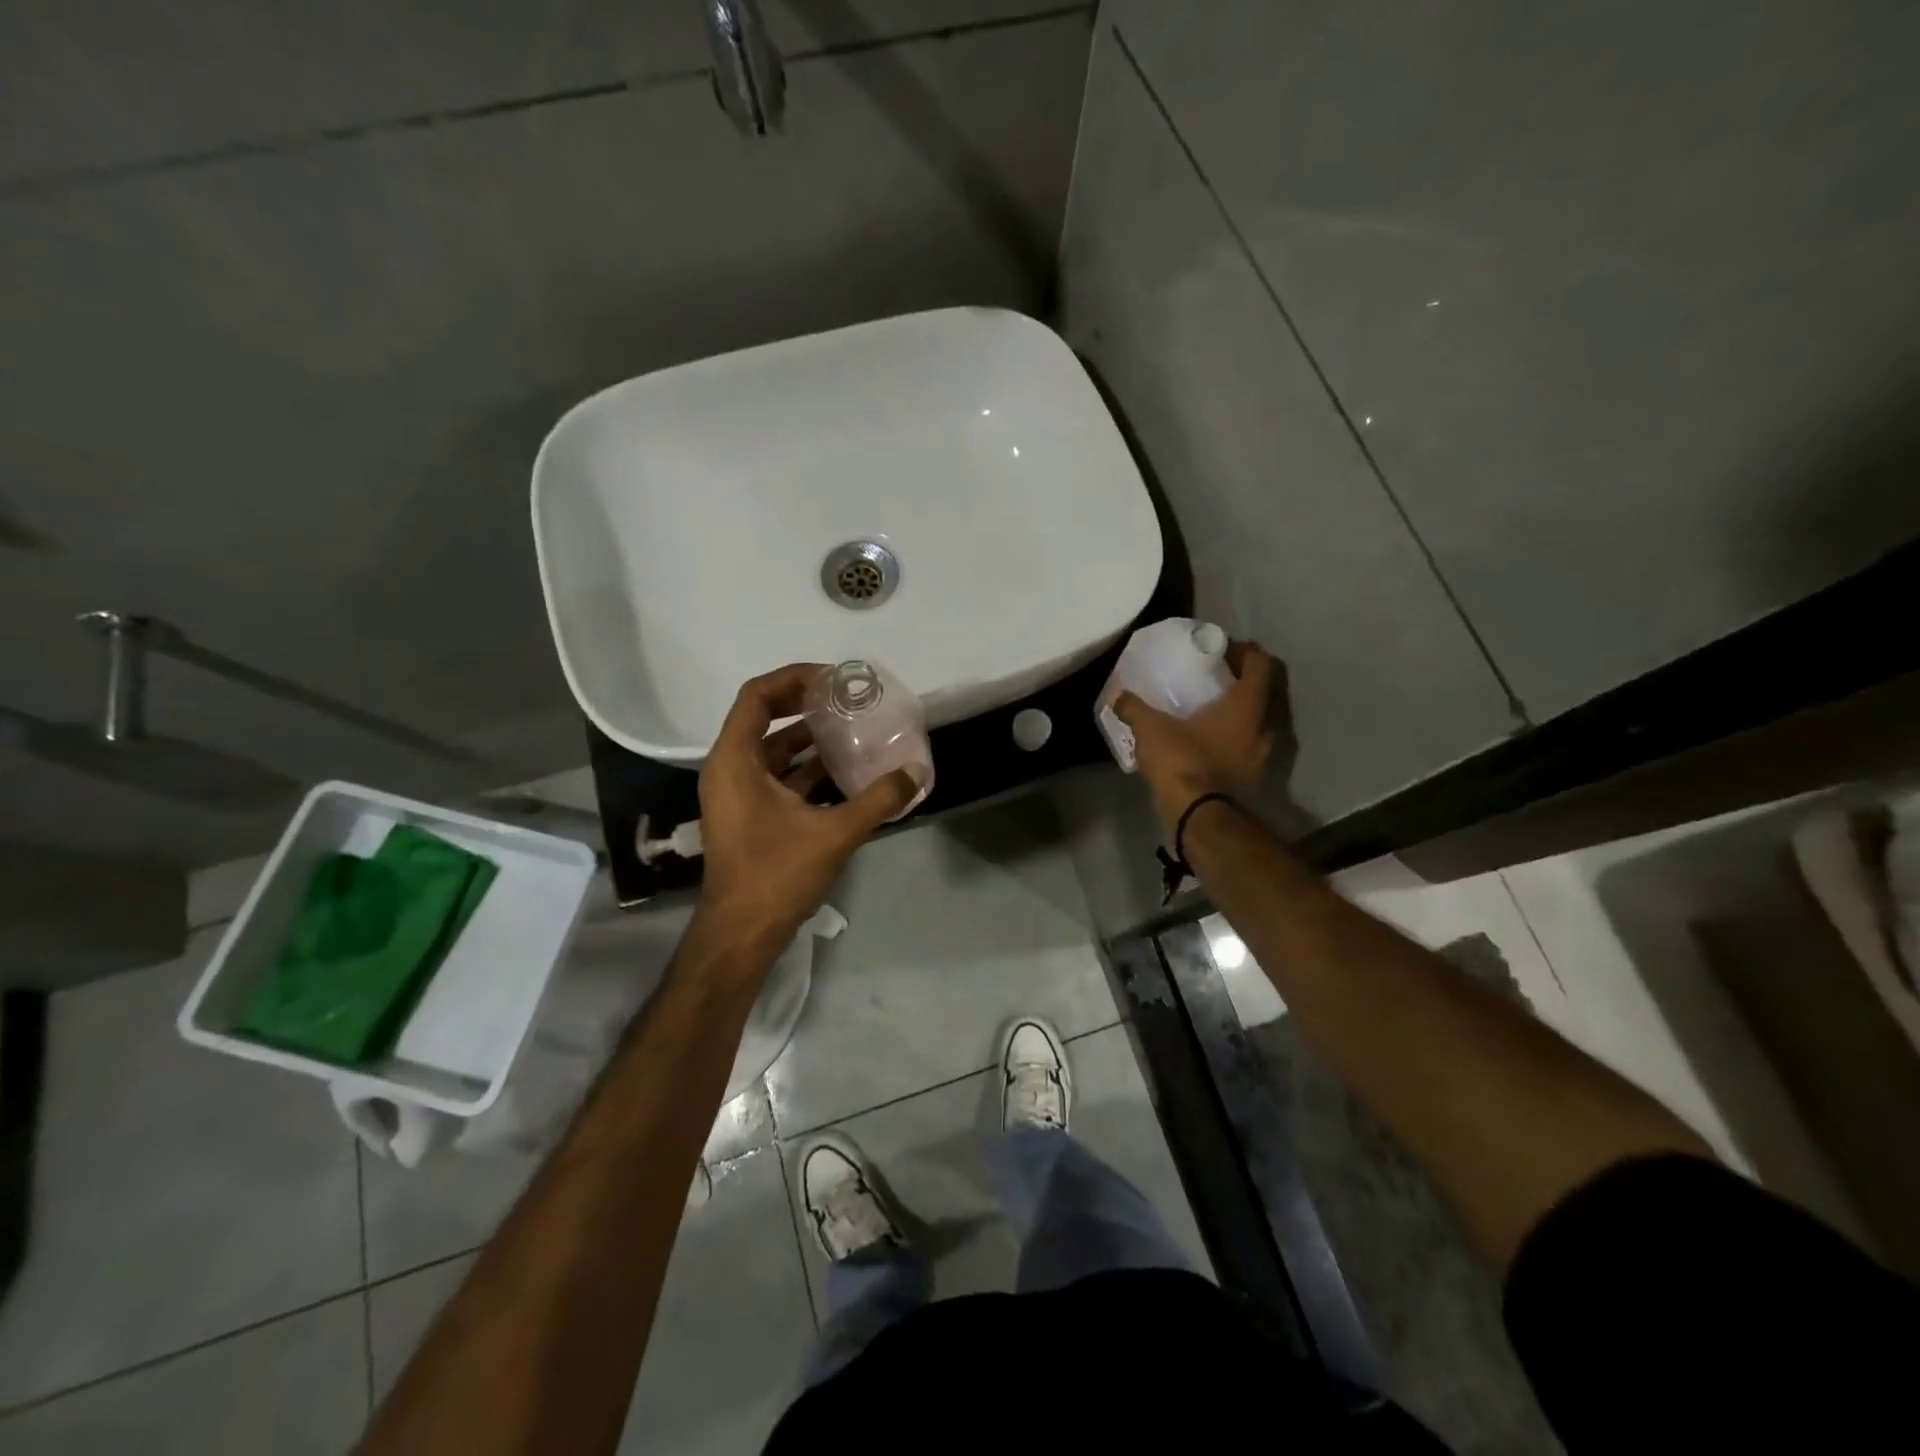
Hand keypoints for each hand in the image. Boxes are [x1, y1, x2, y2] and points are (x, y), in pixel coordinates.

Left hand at [697, 664, 917, 954]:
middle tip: (847, 700)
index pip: (757, 696)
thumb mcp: (834, 833)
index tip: (833, 680)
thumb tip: (915, 773)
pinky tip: (844, 772)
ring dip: (809, 738)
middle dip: (806, 705)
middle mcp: (729, 769)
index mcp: (735, 761)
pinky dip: (806, 769)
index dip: (794, 679)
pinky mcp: (749, 815)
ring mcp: (737, 794)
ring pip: (772, 750)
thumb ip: (878, 800)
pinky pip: (777, 777)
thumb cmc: (776, 875)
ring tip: (852, 729)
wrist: (742, 933)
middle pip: (763, 717)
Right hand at [1113, 640, 1275, 830]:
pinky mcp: (1254, 778)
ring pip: (1258, 722)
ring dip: (1240, 713)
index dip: (1244, 650)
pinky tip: (1209, 743)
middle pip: (1264, 691)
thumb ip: (1134, 708)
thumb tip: (1118, 696)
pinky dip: (1234, 739)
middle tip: (1214, 678)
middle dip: (1242, 681)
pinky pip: (1248, 747)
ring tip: (1210, 711)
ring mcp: (1264, 756)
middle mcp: (1265, 726)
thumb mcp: (1151, 729)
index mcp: (1248, 704)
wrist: (1201, 818)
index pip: (1261, 663)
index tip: (1222, 650)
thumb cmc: (1184, 762)